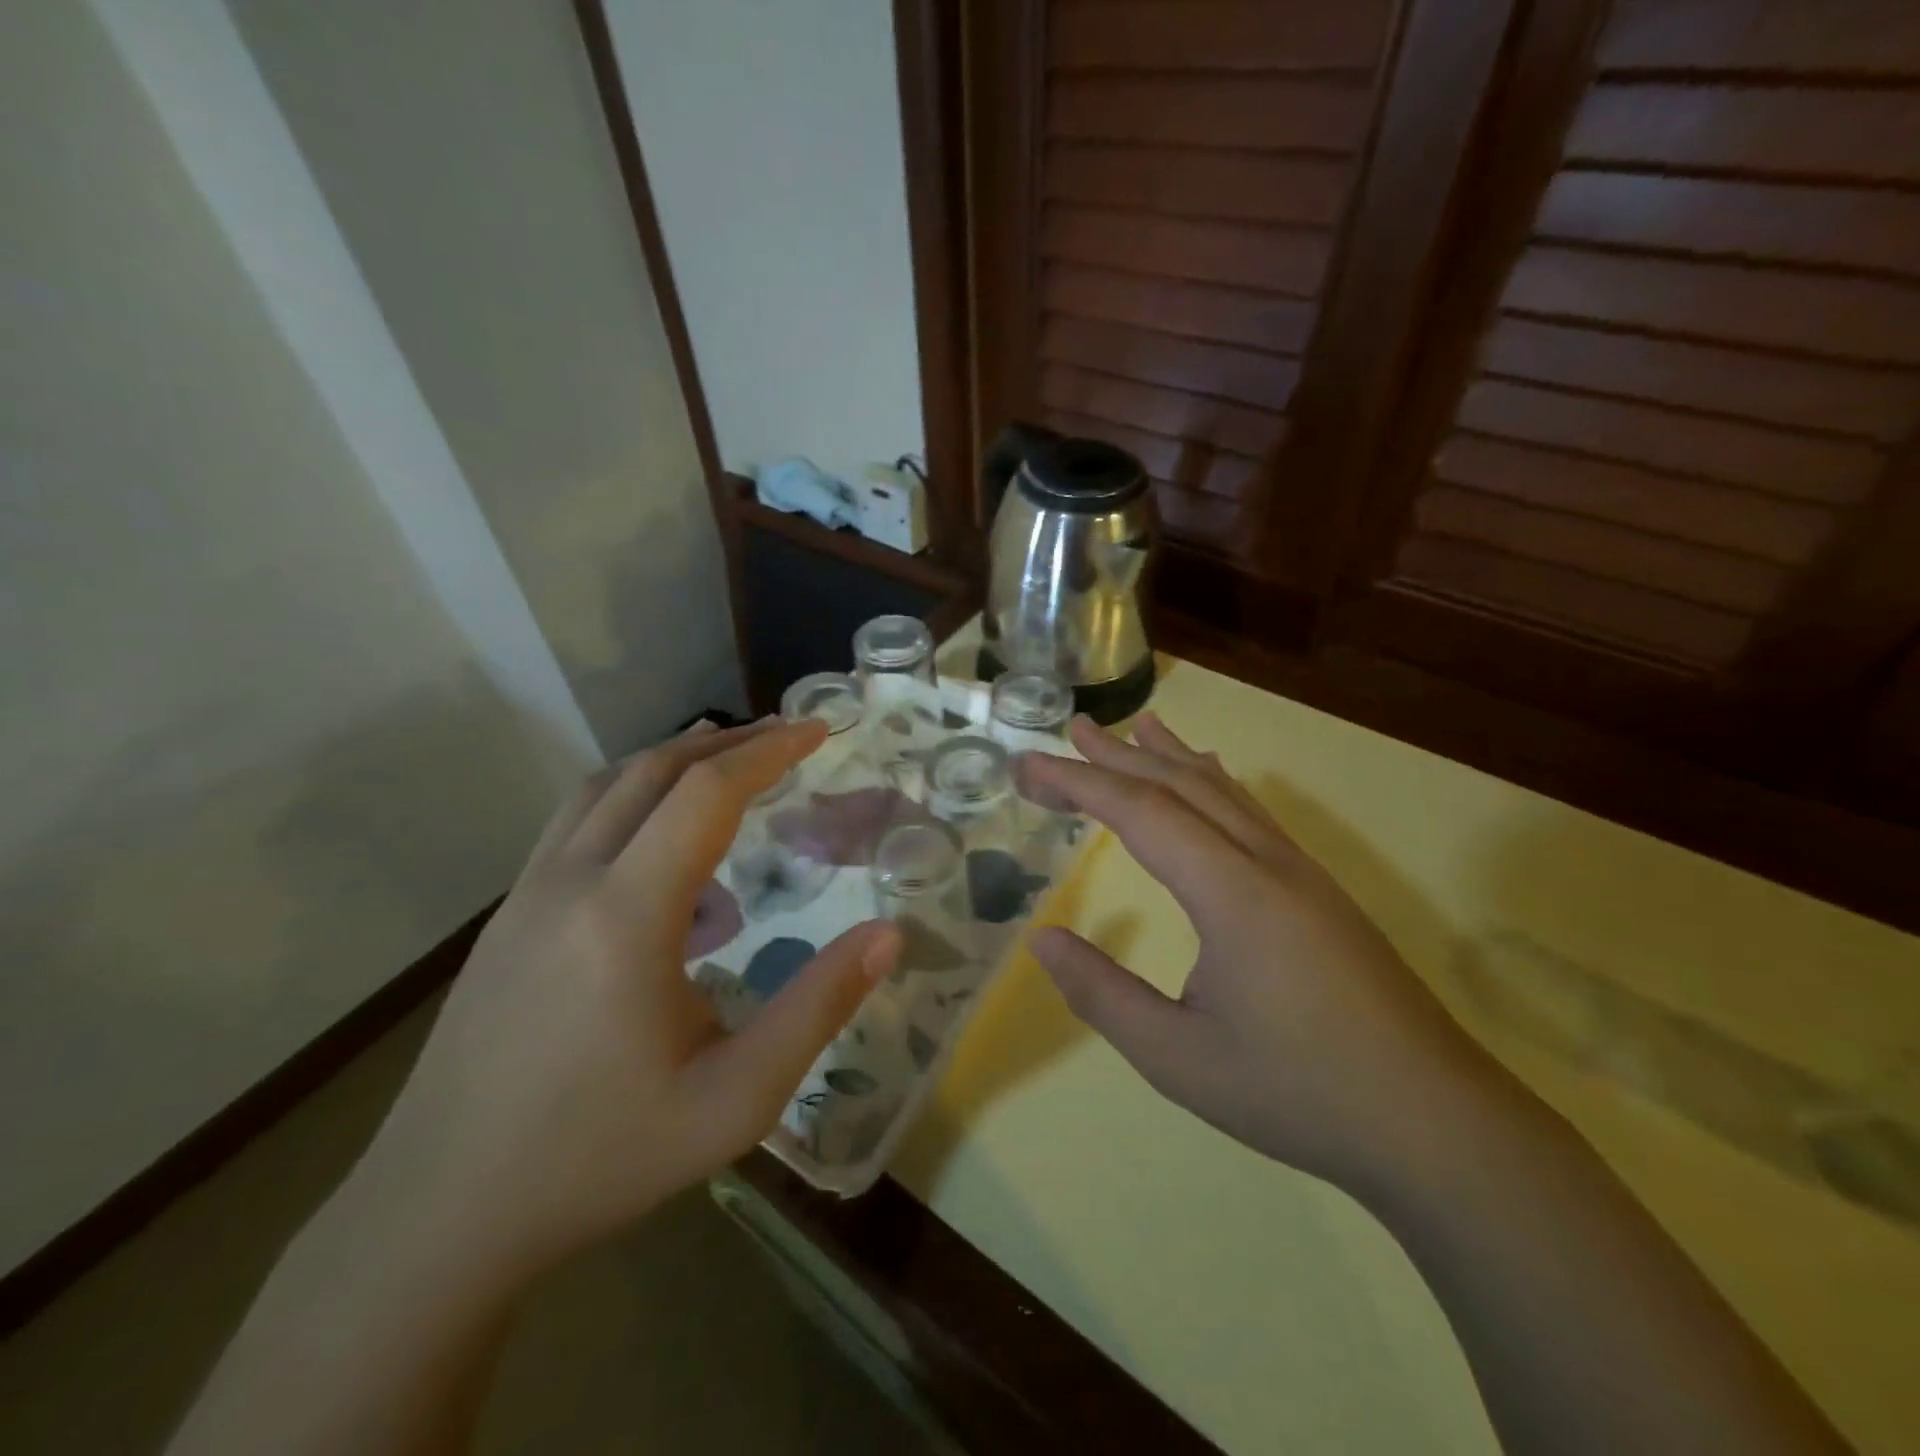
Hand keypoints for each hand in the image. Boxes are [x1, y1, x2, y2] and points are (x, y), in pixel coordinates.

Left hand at [362, 718, 900, 1277]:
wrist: (439, 1216)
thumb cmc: (602, 1157)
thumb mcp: (735, 1099)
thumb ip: (817, 1009)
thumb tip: (887, 936)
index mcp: (626, 916)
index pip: (705, 794)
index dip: (767, 752)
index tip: (816, 731)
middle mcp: (569, 881)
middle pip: (652, 770)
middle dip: (727, 742)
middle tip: (785, 735)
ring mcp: (525, 894)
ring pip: (605, 786)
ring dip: (673, 758)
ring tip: (729, 761)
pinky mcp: (506, 916)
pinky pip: (576, 820)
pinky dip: (632, 792)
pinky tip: (662, 834)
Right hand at [1016, 714, 1492, 1192]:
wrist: (1435, 1123)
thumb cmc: (1298, 1092)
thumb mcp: (1177, 1057)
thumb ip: (1102, 993)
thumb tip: (1042, 940)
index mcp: (1231, 893)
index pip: (1140, 812)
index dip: (1079, 782)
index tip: (1028, 767)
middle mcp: (1266, 863)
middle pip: (1181, 786)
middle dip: (1118, 756)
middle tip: (1071, 730)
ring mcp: (1300, 872)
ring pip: (1224, 791)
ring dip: (1171, 757)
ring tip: (1135, 728)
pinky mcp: (1319, 890)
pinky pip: (1252, 813)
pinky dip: (1214, 782)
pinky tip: (1210, 779)